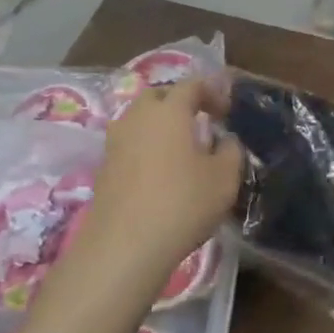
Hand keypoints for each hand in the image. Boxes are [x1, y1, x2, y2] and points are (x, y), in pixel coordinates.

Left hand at [82, 74, 242, 279]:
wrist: (123, 248)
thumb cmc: (182, 203)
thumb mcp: (224, 178)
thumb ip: (230, 151)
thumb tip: (224, 140)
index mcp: (169, 110)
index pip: (191, 84)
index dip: (212, 91)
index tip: (226, 110)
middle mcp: (138, 117)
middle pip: (159, 96)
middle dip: (180, 102)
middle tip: (200, 122)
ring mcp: (115, 142)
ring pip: (140, 120)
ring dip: (160, 126)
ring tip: (180, 148)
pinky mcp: (103, 168)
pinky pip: (129, 144)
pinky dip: (146, 148)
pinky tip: (160, 172)